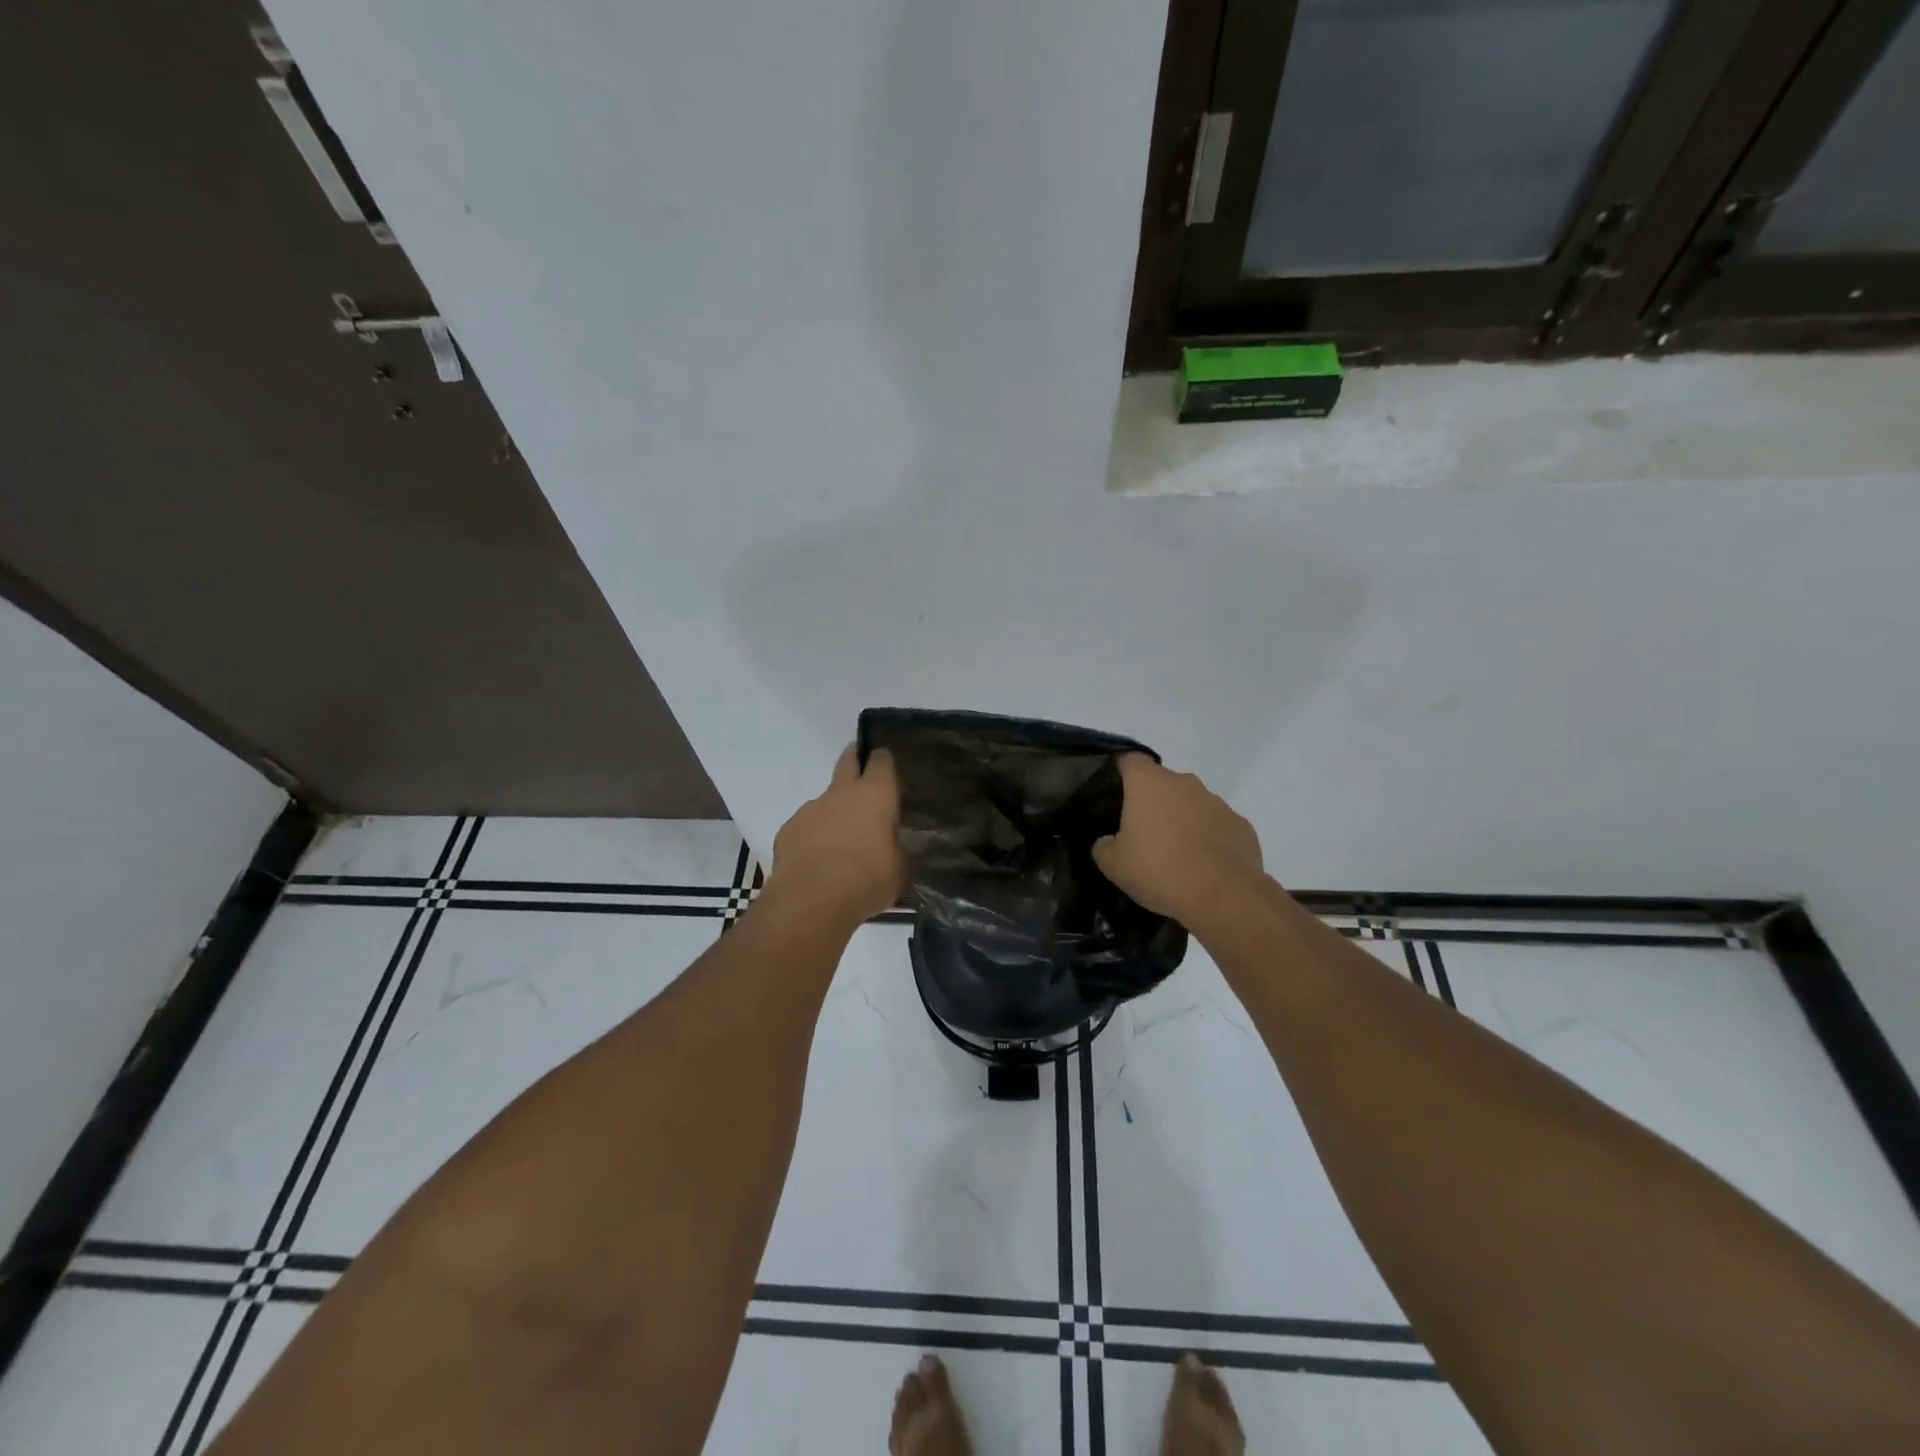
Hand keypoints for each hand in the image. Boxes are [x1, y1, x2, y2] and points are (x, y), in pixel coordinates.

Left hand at [765, 746, 906, 929]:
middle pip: (847, 761)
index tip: (888, 764)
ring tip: (841, 840)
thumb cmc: (867, 880)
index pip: (882, 762)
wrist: (813, 900)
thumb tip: (897, 847)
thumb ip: (898, 851)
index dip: (884, 760)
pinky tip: (818, 861)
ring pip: (825, 800)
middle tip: (861, 765)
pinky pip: (805, 827)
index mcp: (875, 796)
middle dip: (855, 758)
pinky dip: (813, 837)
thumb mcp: (899, 870)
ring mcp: (810, 810)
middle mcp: (841, 794)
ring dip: (834, 812)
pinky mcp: (788, 831)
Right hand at [1093, 754, 1264, 928]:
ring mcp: (1216, 802)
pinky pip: (1216, 825)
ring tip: (1175, 854)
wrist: (1223, 897)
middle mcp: (1184, 783)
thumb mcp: (1113, 865)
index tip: (1115, 793)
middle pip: (1162, 782)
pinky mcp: (1240, 824)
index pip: (1130, 760)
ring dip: (1182, 819)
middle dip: (1152, 802)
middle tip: (1142, 833)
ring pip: (1191, 803)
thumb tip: (1108, 841)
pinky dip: (1208, 838)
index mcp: (1149, 784)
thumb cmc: (1159, 871)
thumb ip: (1103, 846)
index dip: (1121, 772)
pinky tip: (1203, 865)